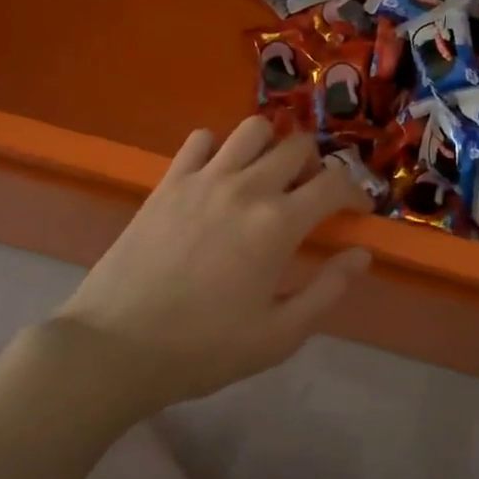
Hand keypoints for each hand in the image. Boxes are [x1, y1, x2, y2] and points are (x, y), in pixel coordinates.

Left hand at [55, 117, 373, 408]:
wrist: (116, 346)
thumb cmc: (203, 349)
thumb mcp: (278, 336)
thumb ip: (327, 290)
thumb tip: (362, 254)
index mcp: (278, 224)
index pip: (334, 183)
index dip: (355, 191)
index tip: (355, 210)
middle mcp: (246, 187)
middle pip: (297, 146)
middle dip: (316, 165)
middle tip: (310, 195)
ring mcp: (204, 178)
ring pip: (253, 129)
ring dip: (271, 145)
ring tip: (267, 177)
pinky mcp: (169, 180)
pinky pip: (201, 139)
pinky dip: (219, 149)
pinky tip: (217, 177)